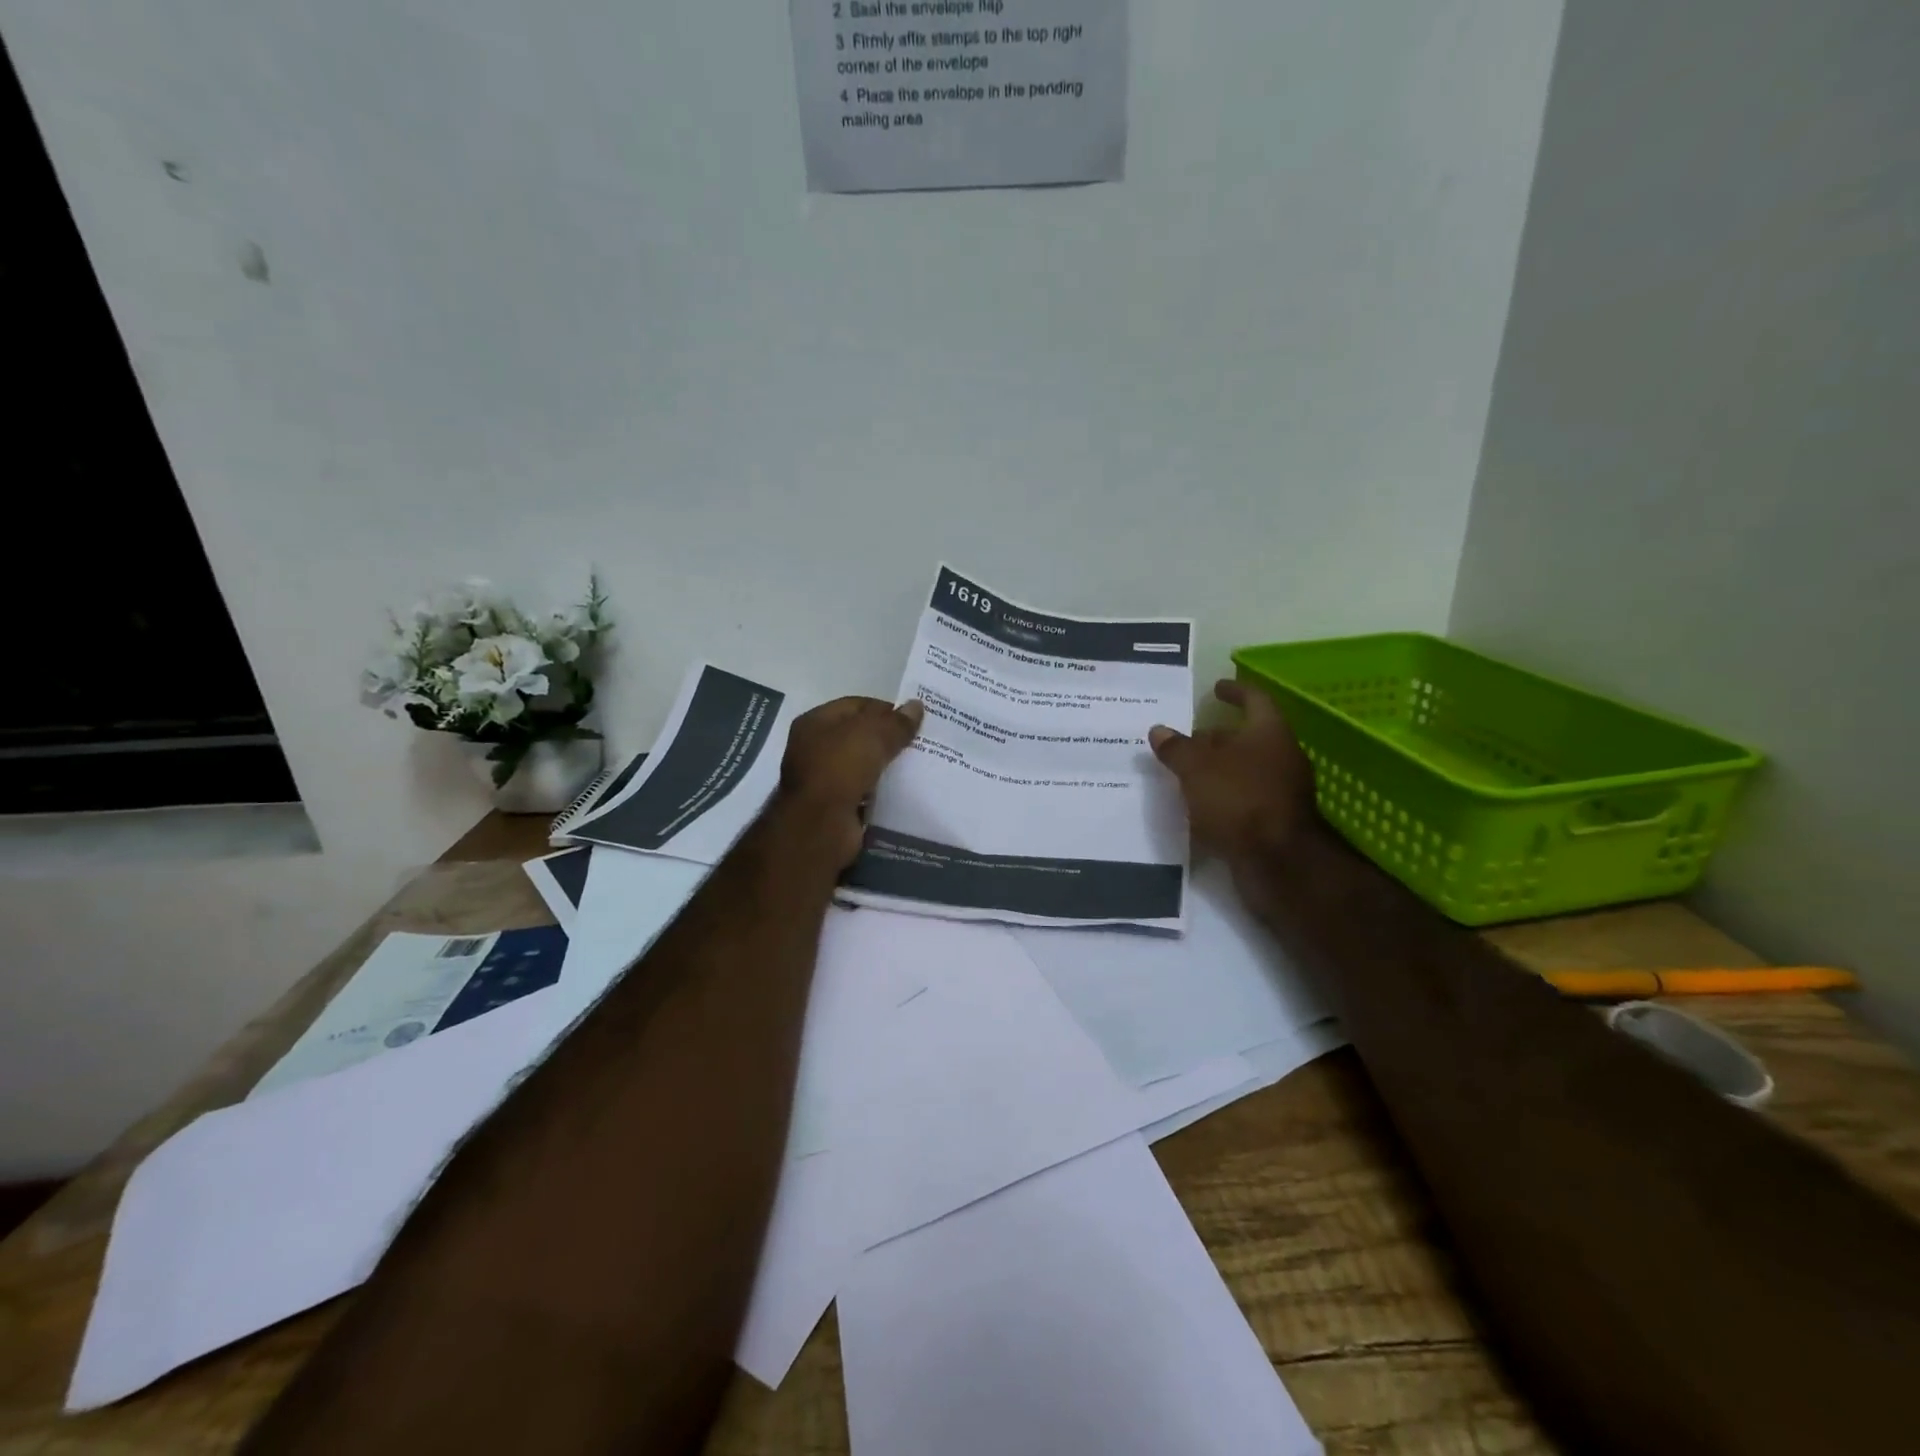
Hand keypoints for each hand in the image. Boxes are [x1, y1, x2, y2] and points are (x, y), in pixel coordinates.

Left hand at [779, 695, 924, 865]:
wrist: (821, 824)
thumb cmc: (841, 768)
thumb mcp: (873, 735)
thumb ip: (897, 722)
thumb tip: (917, 706)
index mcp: (815, 722)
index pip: (856, 706)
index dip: (885, 710)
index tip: (914, 720)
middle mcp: (813, 748)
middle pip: (859, 736)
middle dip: (888, 740)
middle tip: (919, 744)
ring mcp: (823, 779)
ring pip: (863, 766)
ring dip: (886, 767)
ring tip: (918, 768)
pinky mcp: (835, 806)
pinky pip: (864, 792)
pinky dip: (882, 792)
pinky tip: (904, 792)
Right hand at [1148, 679, 1318, 862]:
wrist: (1278, 862)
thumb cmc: (1238, 799)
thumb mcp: (1196, 768)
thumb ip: (1176, 748)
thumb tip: (1159, 730)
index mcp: (1269, 733)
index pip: (1254, 699)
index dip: (1234, 691)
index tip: (1215, 689)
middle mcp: (1282, 757)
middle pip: (1249, 737)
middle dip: (1217, 737)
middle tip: (1187, 740)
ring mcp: (1283, 791)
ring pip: (1246, 770)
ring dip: (1218, 769)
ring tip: (1186, 774)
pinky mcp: (1275, 821)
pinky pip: (1245, 798)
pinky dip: (1223, 796)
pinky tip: (1199, 806)